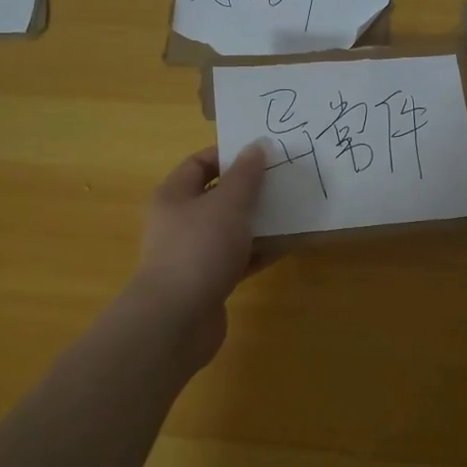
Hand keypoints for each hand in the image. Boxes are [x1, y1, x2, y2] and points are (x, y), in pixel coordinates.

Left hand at [130, 143, 268, 354]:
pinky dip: (258, 251)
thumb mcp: (227, 203)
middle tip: (284, 180)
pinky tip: (286, 245)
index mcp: (174, 195)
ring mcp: (192, 254)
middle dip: (250, 189)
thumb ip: (245, 175)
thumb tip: (256, 146)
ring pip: (230, 229)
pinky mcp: (208, 281)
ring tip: (292, 210)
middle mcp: (179, 221)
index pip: (200, 163)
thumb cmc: (198, 249)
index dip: (230, 155)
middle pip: (217, 196)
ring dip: (257, 221)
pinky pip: (237, 258)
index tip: (264, 154)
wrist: (177, 320)